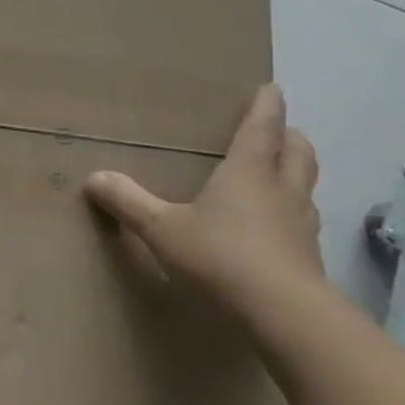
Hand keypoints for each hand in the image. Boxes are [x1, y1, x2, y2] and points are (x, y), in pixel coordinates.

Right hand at [85, 83, 324, 323]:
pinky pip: (304, 221)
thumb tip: (94, 176)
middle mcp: (282, 190)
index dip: (265, 106)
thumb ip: (128, 201)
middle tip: (278, 131)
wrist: (286, 316)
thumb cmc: (221, 257)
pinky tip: (276, 227)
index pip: (262, 128)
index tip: (270, 88)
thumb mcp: (162, 228)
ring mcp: (302, 225)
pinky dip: (292, 212)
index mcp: (249, 172)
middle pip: (298, 152)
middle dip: (289, 137)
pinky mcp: (310, 257)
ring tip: (278, 175)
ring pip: (306, 186)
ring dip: (296, 173)